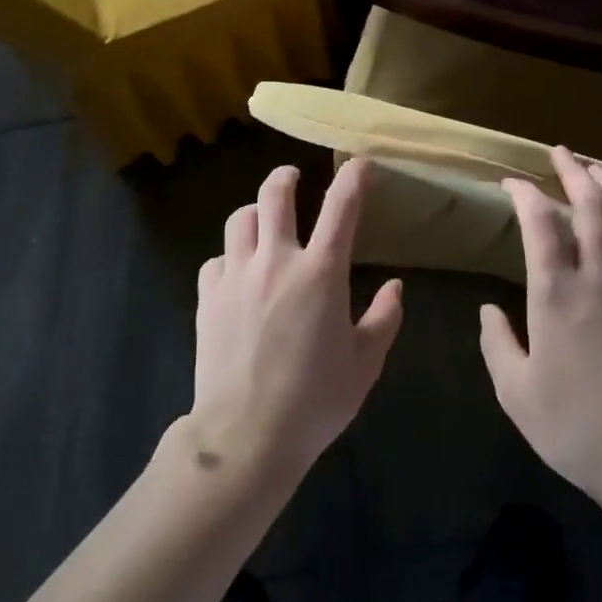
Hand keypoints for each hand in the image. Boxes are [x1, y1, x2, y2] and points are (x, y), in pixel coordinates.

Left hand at [189, 159, 403, 481]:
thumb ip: (384, 319)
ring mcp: (236, 275)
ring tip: (263, 224)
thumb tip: (394, 287)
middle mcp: (276, 261)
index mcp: (320, 273)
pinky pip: (216, 260)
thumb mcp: (364, 365)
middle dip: (287, 177)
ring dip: (255, 214)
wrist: (245, 437)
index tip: (361, 165)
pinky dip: (229, 259)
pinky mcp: (207, 296)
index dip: (353, 178)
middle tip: (294, 178)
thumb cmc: (314, 402)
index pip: (341, 207)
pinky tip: (237, 276)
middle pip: (275, 194)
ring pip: (239, 219)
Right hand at [480, 148, 601, 516]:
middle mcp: (599, 279)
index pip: (541, 225)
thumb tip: (487, 310)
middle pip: (591, 208)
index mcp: (557, 296)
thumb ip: (497, 345)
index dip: (526, 195)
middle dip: (574, 172)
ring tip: (598, 169)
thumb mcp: (517, 394)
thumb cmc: (579, 428)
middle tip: (560, 151)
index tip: (513, 183)